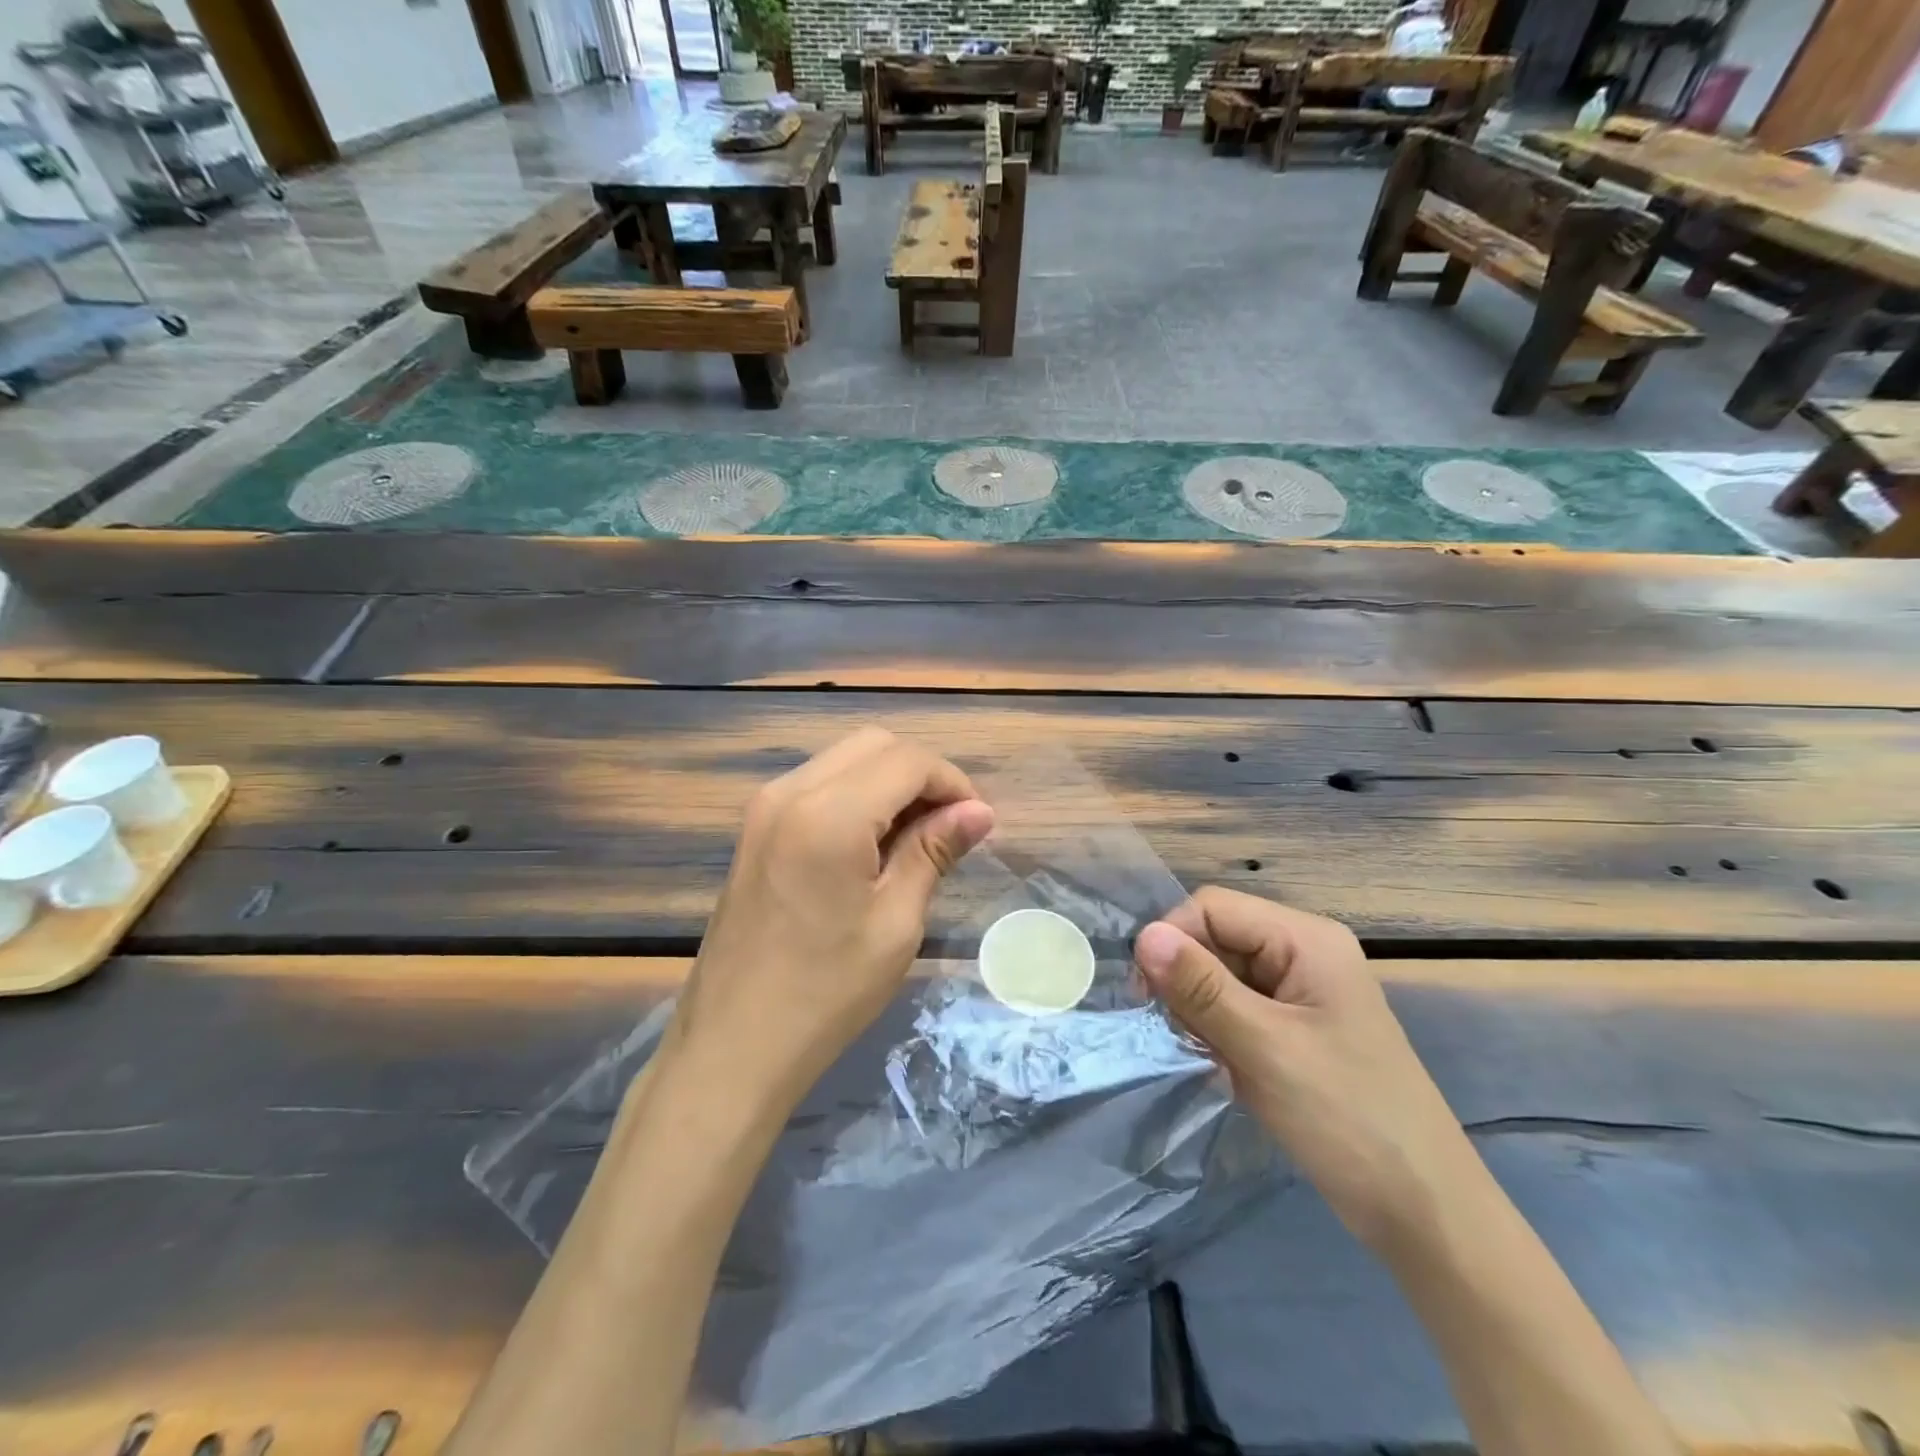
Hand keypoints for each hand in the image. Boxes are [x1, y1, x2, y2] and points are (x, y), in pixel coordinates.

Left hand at [674, 727, 994, 1103]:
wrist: (733, 1047)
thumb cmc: (826, 993)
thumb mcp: (895, 922)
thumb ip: (933, 851)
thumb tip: (980, 812)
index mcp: (828, 813)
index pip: (907, 760)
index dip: (953, 782)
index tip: (977, 824)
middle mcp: (790, 791)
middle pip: (874, 744)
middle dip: (922, 773)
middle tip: (949, 828)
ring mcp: (764, 806)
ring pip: (845, 759)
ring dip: (889, 781)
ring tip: (916, 837)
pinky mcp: (755, 828)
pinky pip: (818, 784)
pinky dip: (857, 794)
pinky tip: (873, 843)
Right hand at [1134, 888, 1470, 1250]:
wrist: (1423, 1212)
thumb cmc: (1348, 1118)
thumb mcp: (1265, 1047)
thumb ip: (1201, 987)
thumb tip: (1143, 936)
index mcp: (1305, 939)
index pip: (1213, 908)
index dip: (1174, 940)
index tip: (1148, 996)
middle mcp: (1302, 952)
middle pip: (1217, 938)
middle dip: (1187, 980)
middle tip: (1178, 1033)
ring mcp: (1301, 991)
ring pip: (1221, 974)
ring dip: (1200, 1009)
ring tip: (1205, 1055)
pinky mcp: (1296, 1027)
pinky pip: (1236, 1007)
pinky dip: (1217, 1030)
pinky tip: (1221, 1065)